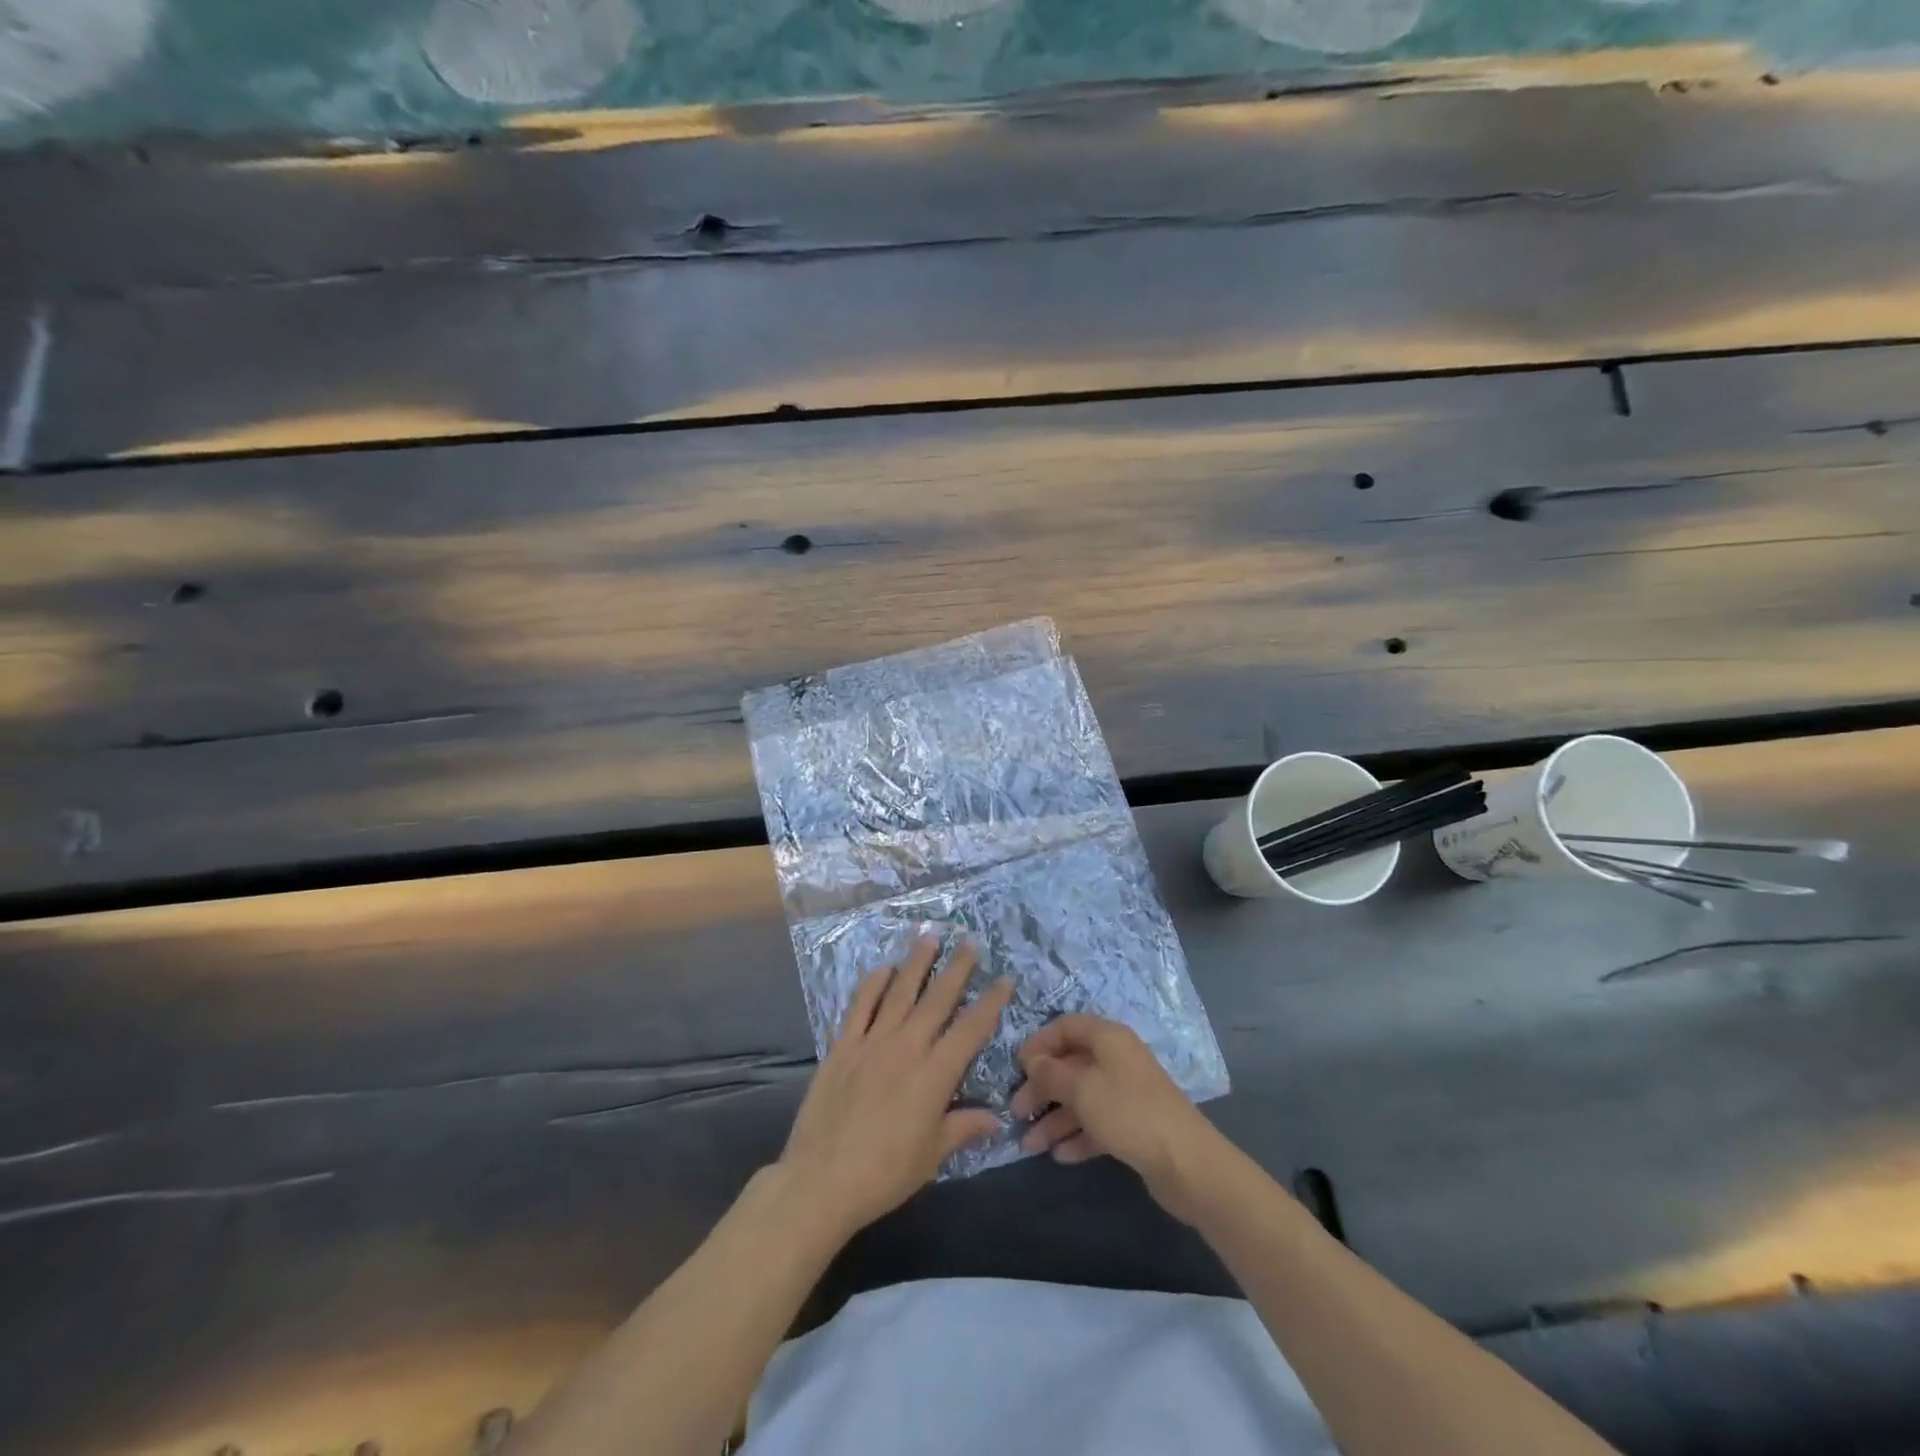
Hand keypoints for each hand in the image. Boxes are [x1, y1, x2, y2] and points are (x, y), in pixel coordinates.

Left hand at [777, 937, 1012, 1241]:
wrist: (821, 1181)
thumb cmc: (884, 1174)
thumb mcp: (932, 1156)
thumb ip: (963, 1129)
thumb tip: (997, 1118)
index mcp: (934, 1075)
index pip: (971, 1029)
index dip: (991, 1002)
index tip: (1004, 979)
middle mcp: (906, 1048)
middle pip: (937, 999)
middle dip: (957, 968)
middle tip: (969, 941)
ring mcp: (871, 1042)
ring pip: (899, 992)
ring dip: (916, 963)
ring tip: (929, 936)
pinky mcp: (842, 1047)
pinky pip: (859, 1006)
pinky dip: (872, 984)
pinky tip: (882, 968)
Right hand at [1012, 1015, 1223, 1222]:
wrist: (1186, 1163)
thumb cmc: (1128, 1113)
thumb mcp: (1081, 1088)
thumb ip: (1051, 1073)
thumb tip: (1032, 1060)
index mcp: (1108, 1038)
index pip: (1066, 1027)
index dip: (1040, 1043)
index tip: (1017, 1067)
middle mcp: (1117, 1060)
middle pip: (1070, 1065)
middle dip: (1042, 1088)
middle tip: (1017, 1113)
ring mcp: (1126, 1094)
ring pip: (1081, 1099)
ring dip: (1055, 1119)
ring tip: (1030, 1145)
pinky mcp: (1133, 1126)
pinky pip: (1096, 1124)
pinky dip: (1077, 1137)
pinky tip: (1059, 1156)